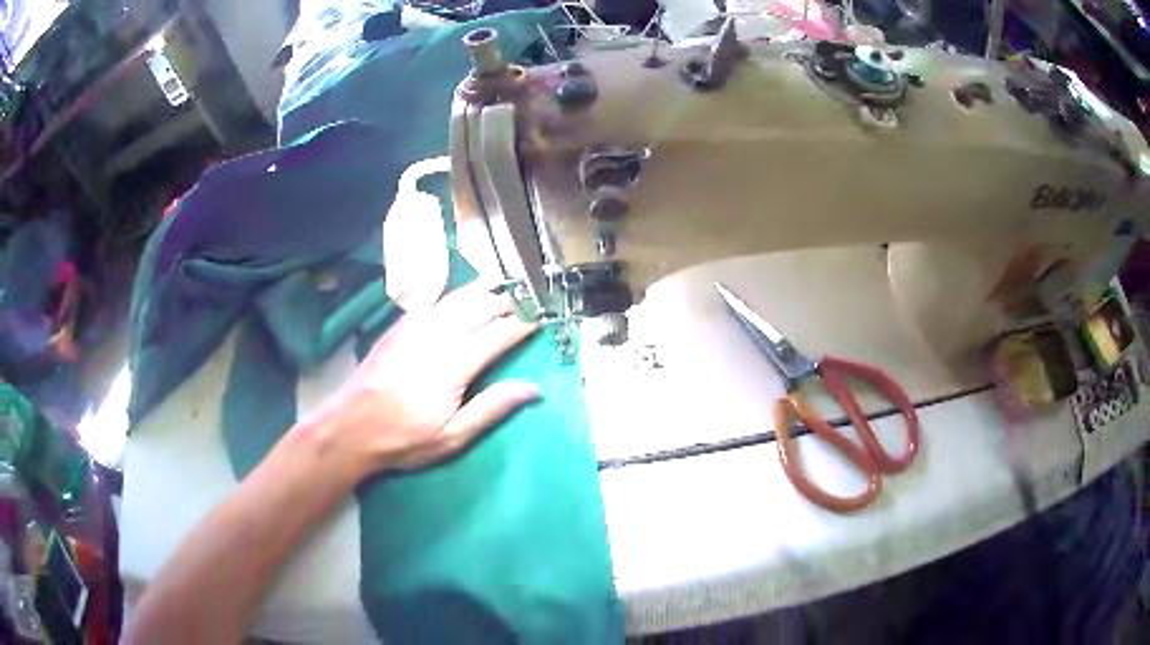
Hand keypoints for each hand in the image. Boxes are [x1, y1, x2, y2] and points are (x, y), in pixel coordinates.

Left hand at [306, 284, 539, 477]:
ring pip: (455, 298)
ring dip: (481, 290)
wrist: (352, 426)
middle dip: (505, 302)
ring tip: (500, 285)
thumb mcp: (452, 437)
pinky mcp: (398, 326)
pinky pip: (432, 300)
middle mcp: (436, 337)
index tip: (539, 321)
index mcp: (453, 366)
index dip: (521, 325)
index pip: (497, 334)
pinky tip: (459, 294)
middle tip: (524, 303)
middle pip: (478, 308)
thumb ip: (492, 408)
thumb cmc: (405, 438)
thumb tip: (532, 388)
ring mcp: (414, 327)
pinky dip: (452, 293)